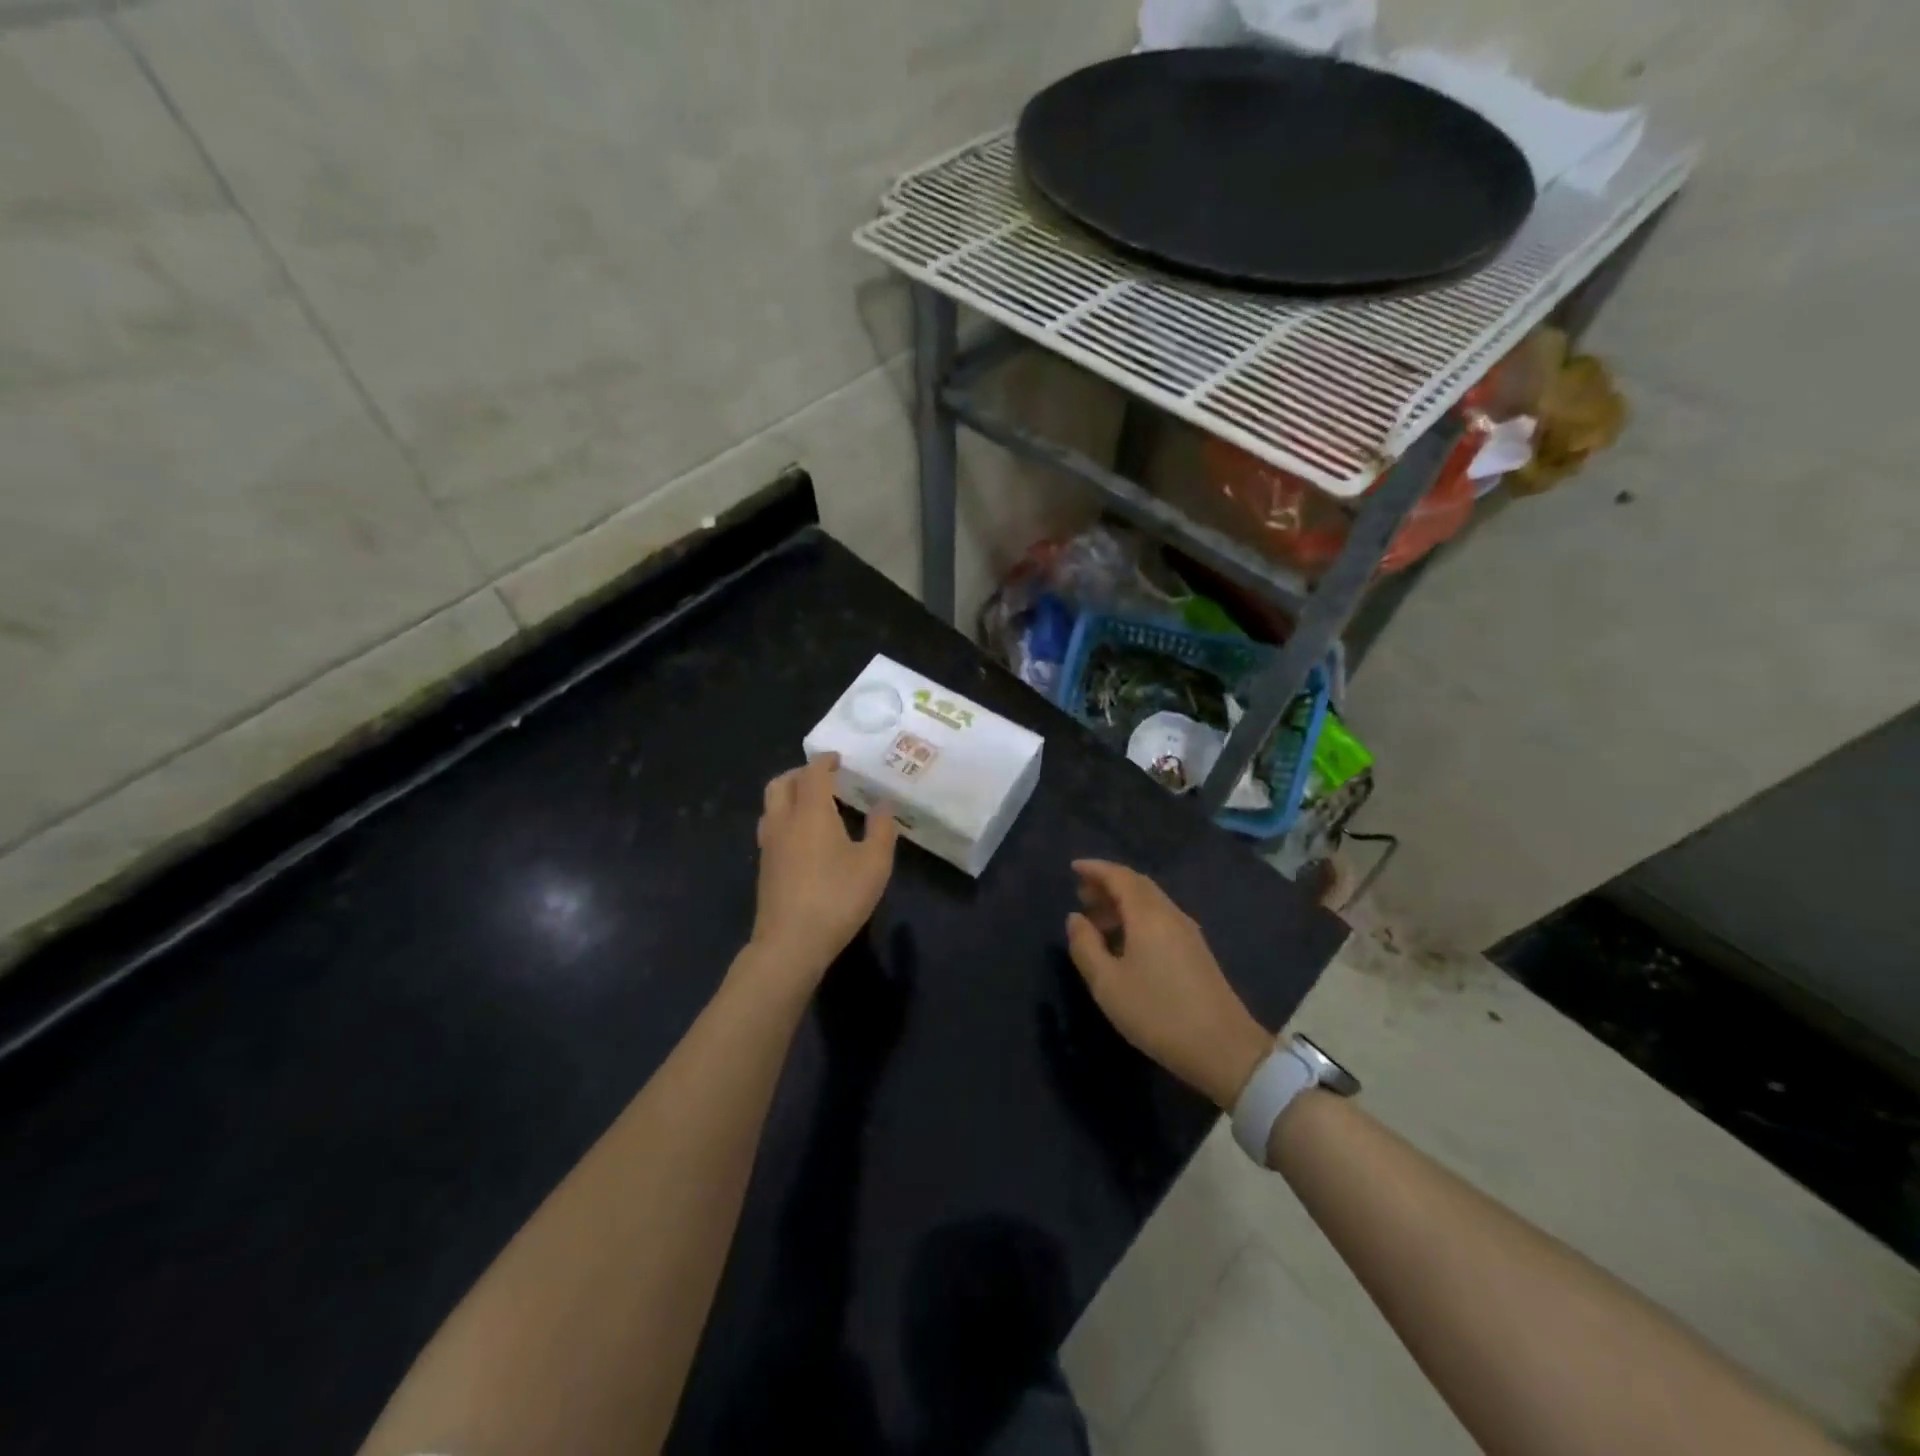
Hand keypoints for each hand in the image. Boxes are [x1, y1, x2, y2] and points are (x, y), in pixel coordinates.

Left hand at [750, 754, 897, 982]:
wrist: (791, 943)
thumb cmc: (837, 897)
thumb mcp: (874, 864)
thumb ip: (882, 830)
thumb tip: (883, 804)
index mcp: (811, 813)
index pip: (813, 774)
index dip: (824, 762)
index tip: (837, 759)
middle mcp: (784, 821)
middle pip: (781, 783)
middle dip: (800, 773)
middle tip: (823, 778)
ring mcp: (769, 845)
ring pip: (771, 805)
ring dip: (788, 795)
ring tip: (812, 804)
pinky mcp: (764, 867)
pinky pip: (771, 827)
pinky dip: (785, 817)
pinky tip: (803, 837)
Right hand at [1065, 860, 1274, 1109]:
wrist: (1224, 1049)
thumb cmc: (1158, 1013)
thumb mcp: (1107, 984)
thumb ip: (1085, 946)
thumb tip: (1075, 918)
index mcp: (1148, 915)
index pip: (1119, 876)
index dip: (1095, 869)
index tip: (1072, 867)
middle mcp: (1170, 914)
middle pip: (1137, 885)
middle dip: (1108, 884)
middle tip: (1081, 894)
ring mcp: (1188, 933)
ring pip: (1150, 902)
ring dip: (1122, 903)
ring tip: (1097, 921)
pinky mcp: (1197, 952)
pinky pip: (1161, 919)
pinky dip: (1137, 918)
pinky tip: (1125, 943)